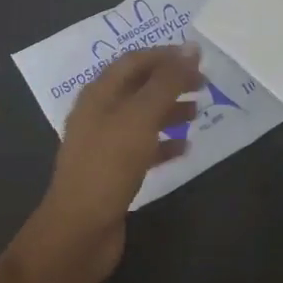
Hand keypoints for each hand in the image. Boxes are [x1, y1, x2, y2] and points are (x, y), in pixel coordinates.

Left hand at [23, 46, 197, 282]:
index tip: (197, 58)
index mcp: (99, 94)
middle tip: (204, 84)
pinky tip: (185, 148)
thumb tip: (192, 48)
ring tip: (199, 112)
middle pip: (139, 87)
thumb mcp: (141, 117)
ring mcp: (105, 145)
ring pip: (143, 117)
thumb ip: (167, 81)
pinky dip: (165, 143)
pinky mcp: (113, 173)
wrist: (78, 233)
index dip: (165, 55)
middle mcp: (99, 114)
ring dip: (170, 111)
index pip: (134, 61)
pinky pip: (143, 148)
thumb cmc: (109, 165)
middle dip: (171, 82)